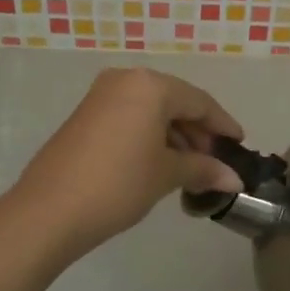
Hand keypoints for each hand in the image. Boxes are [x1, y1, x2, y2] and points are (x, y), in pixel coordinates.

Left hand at [11, 68, 245, 254]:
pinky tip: (159, 163)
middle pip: (174, 102)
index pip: (199, 101)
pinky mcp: (85, 116)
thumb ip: (204, 169)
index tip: (240, 145)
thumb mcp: (167, 175)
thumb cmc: (118, 184)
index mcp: (150, 85)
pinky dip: (149, 136)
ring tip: (190, 169)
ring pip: (150, 110)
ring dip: (174, 136)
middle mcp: (125, 80)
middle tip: (214, 162)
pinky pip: (129, 118)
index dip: (223, 125)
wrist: (49, 210)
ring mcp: (100, 96)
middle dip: (197, 132)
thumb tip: (234, 179)